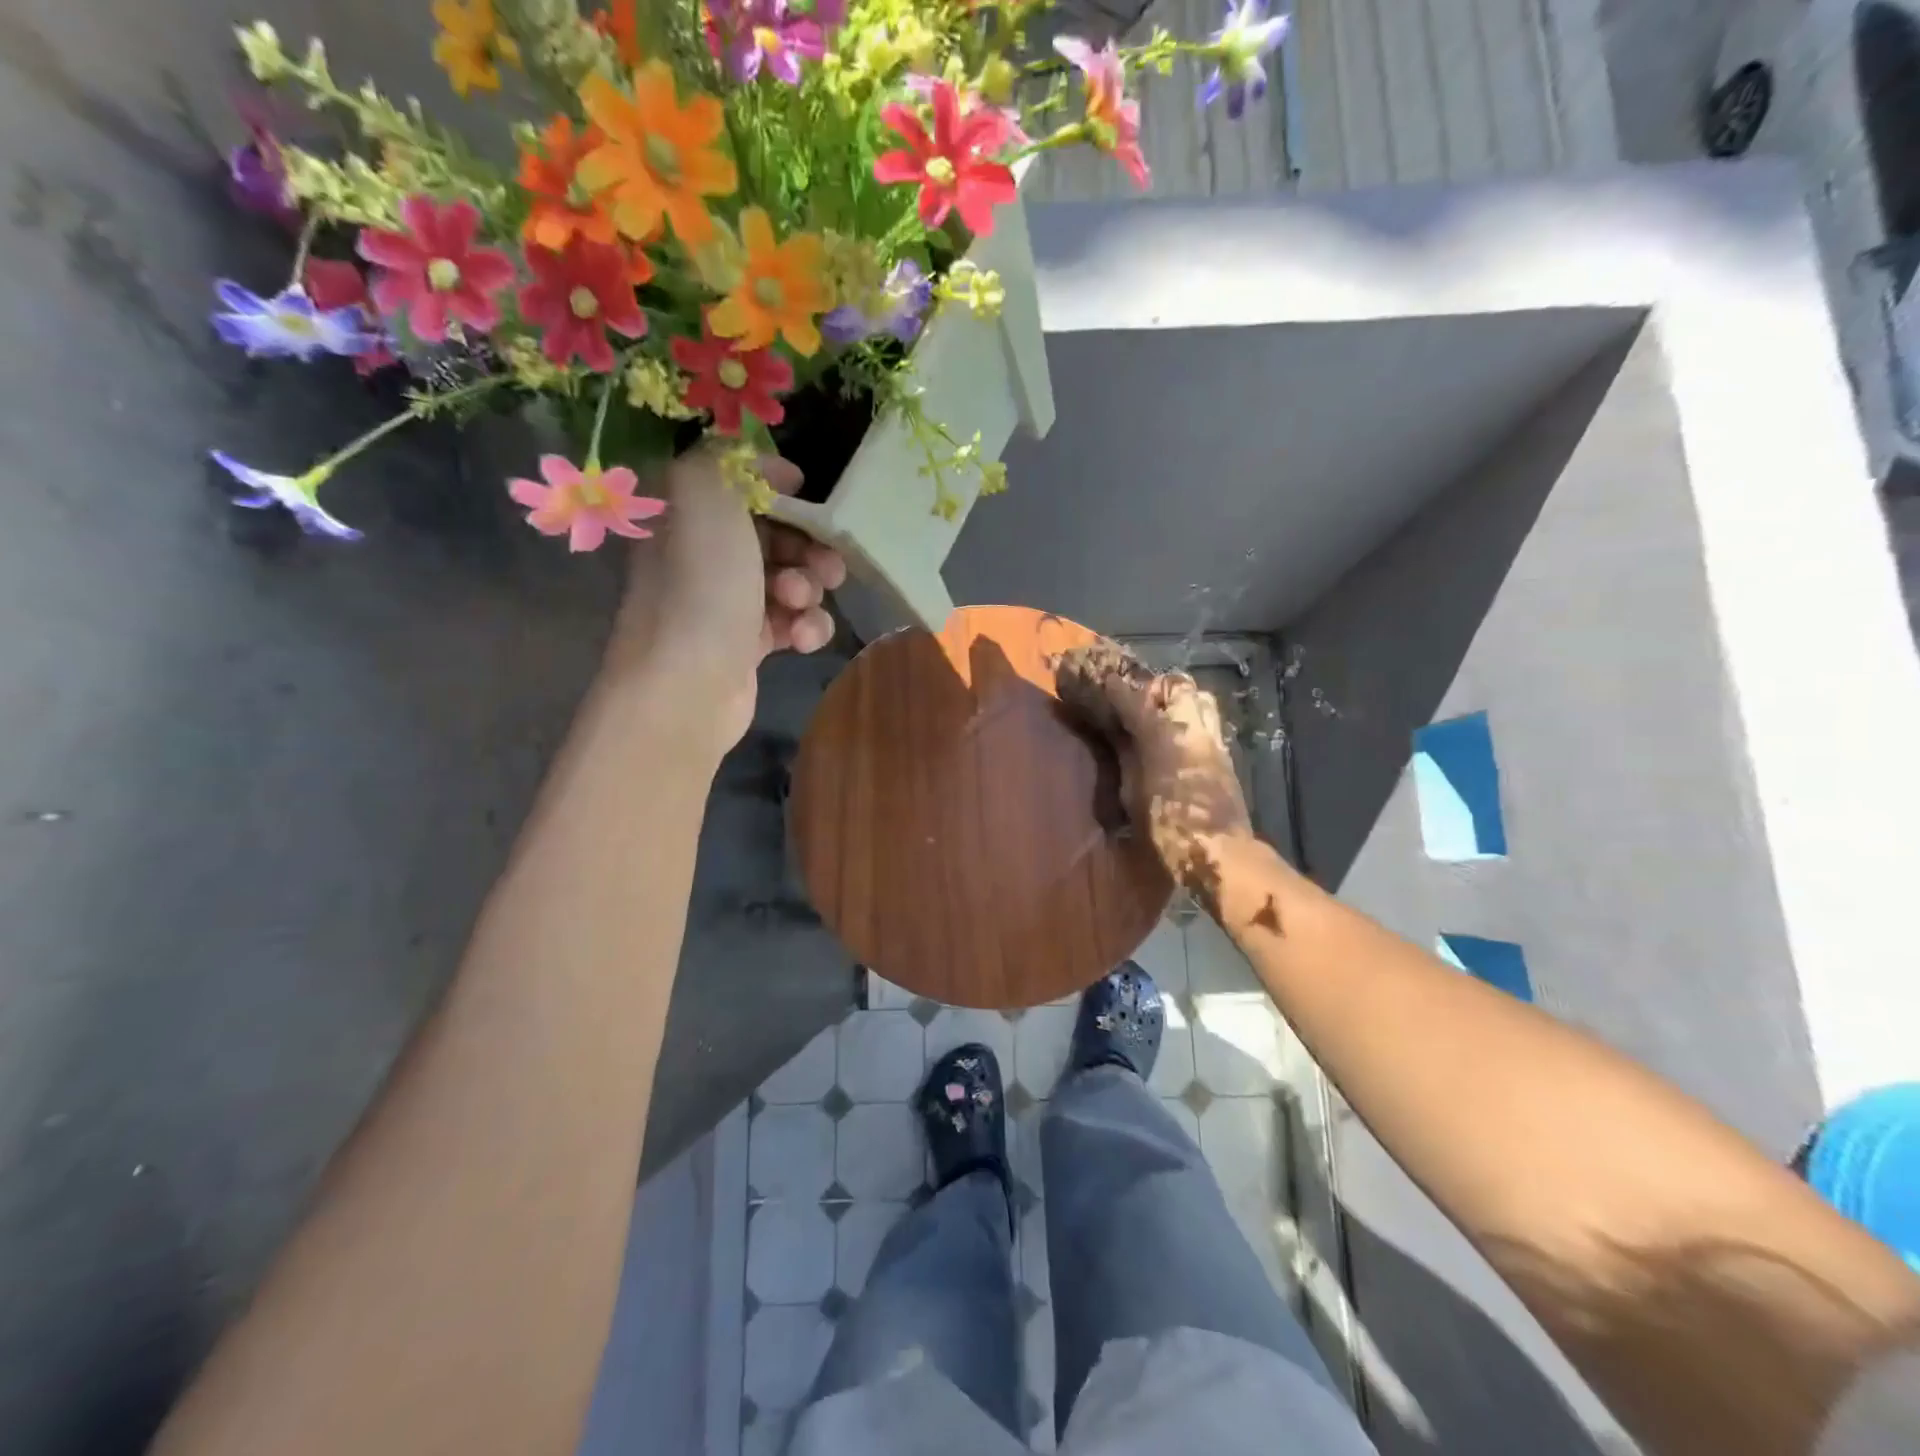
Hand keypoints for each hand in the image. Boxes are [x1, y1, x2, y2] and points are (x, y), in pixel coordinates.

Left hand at [607, 448, 845, 751]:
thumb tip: (776, 472)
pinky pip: (791, 623)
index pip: (741, 487)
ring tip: (800, 606)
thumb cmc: (700, 585)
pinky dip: (805, 628)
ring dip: (809, 590)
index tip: (810, 502)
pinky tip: (802, 640)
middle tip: (825, 566)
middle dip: (808, 548)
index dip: (781, 491)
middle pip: (775, 536)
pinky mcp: (746, 644)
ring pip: (790, 580)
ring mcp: (724, 602)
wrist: (688, 684)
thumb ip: (733, 460)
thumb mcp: (706, 493)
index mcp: (685, 513)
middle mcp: (702, 554)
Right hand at [1055, 640, 1253, 905]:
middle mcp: (1191, 728)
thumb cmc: (1166, 829)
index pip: (1133, 698)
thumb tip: (1120, 737)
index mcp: (1161, 736)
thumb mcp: (1133, 794)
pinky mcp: (1225, 757)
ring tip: (1163, 717)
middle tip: (1140, 701)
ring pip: (1201, 699)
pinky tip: (1178, 741)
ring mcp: (1213, 741)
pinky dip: (1192, 722)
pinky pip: (1209, 724)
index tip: (1102, 680)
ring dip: (1181, 701)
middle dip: (1158, 687)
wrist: (1219, 853)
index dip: (1115, 687)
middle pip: (1178, 685)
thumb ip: (1126, 758)